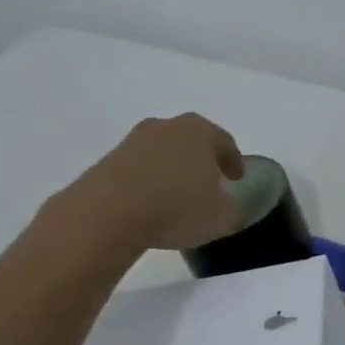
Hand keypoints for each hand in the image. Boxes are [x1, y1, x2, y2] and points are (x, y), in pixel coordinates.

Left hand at [59, 114, 246, 252]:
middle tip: (209, 182)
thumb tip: (231, 204)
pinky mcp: (109, 159)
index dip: (234, 162)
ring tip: (176, 195)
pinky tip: (149, 203)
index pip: (225, 142)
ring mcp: (134, 140)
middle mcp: (168, 127)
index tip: (236, 179)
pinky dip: (148, 180)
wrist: (108, 213)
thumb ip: (234, 208)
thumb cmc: (177, 208)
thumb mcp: (222, 217)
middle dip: (202, 159)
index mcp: (201, 132)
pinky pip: (139, 167)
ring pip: (163, 151)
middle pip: (192, 140)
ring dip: (172, 168)